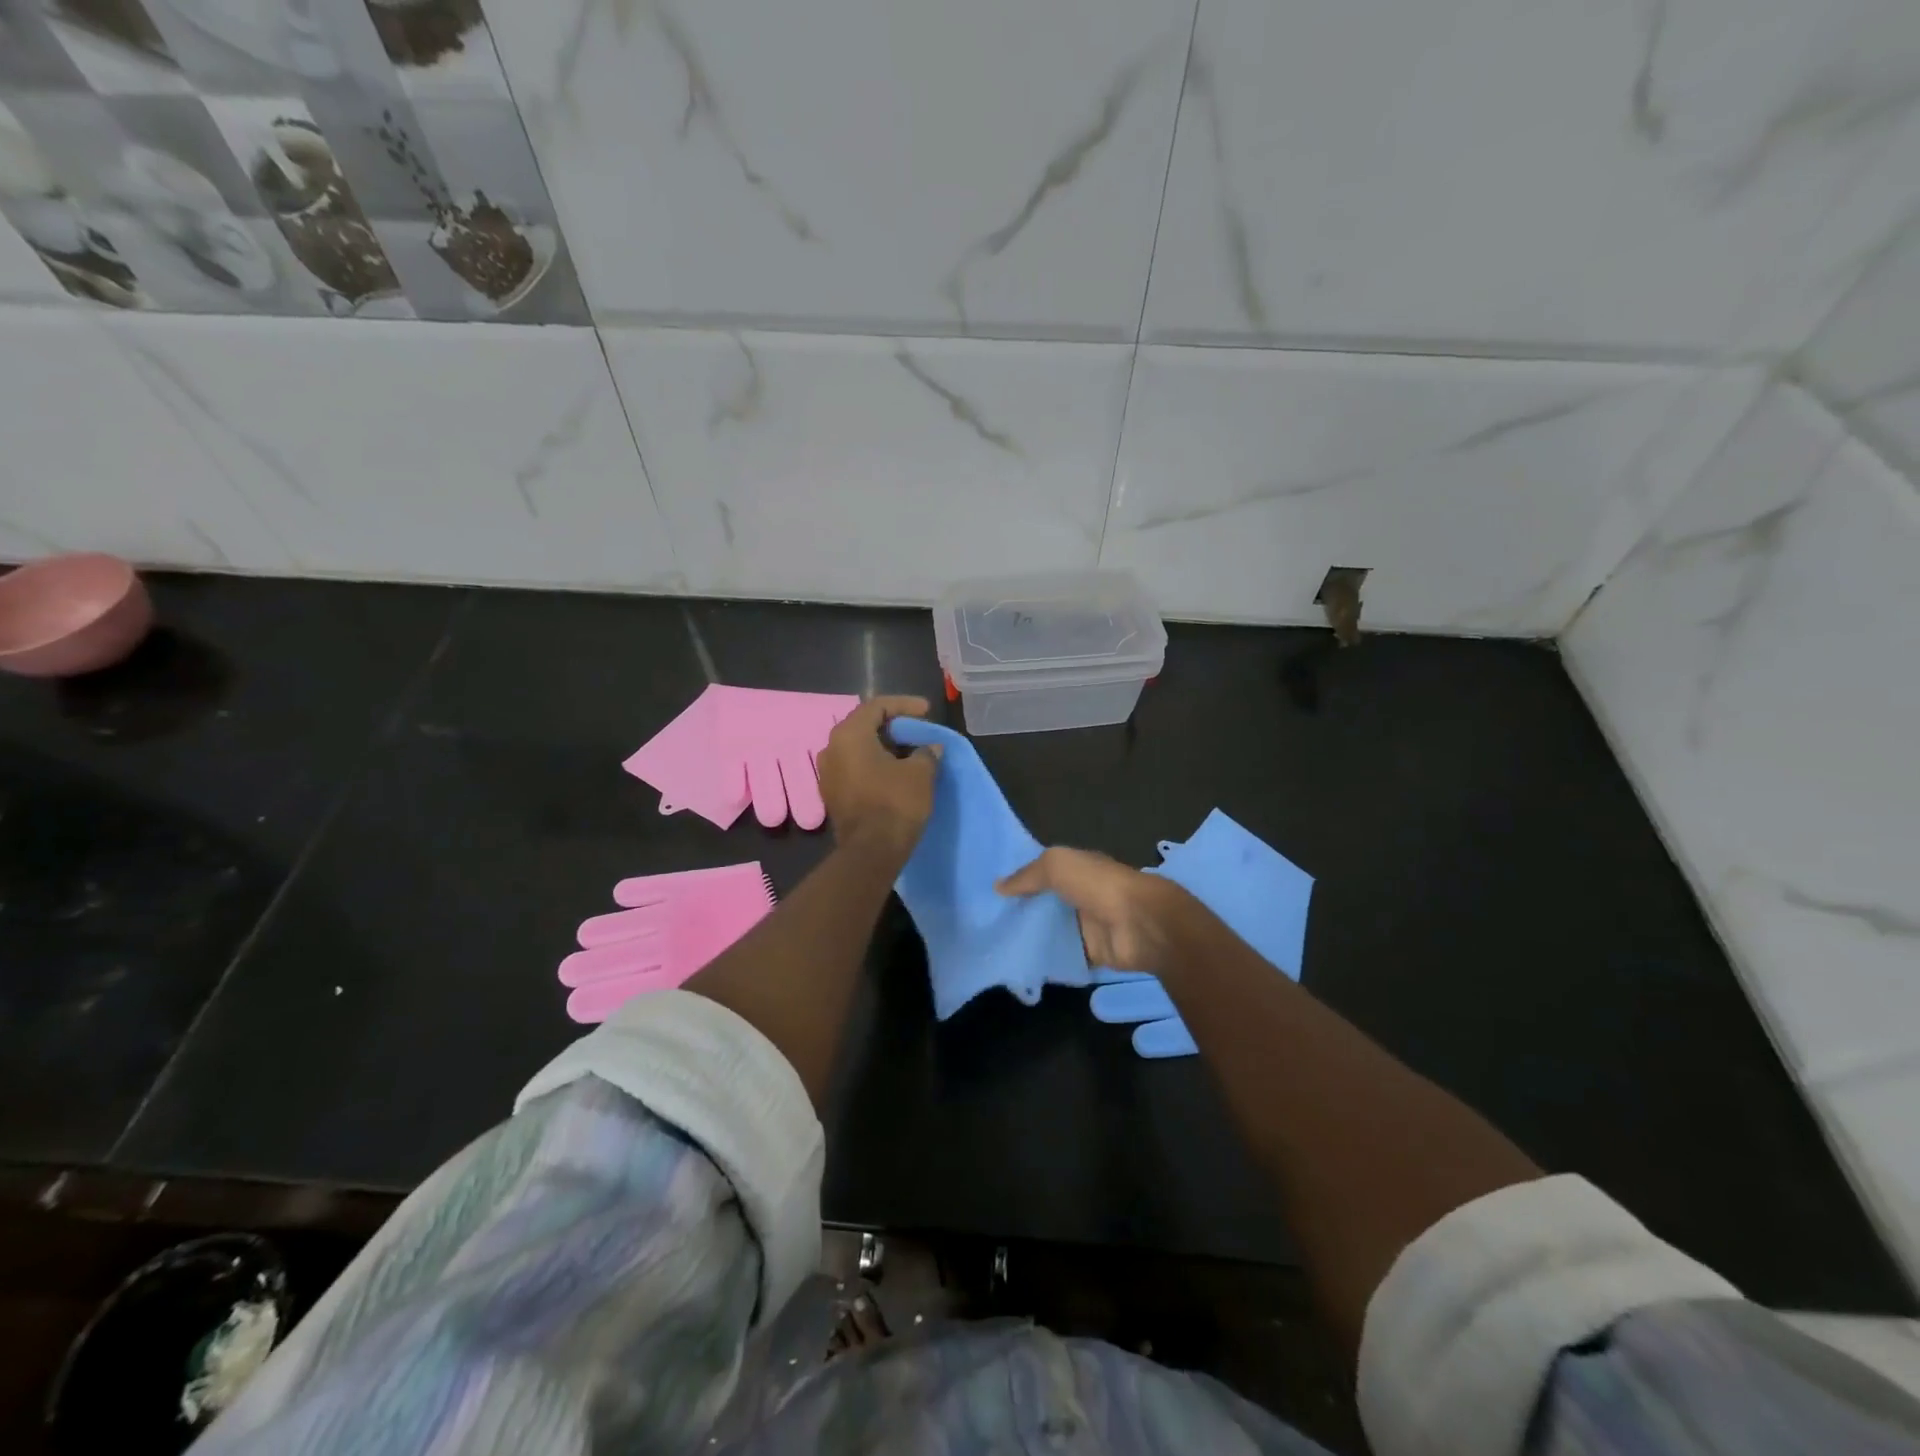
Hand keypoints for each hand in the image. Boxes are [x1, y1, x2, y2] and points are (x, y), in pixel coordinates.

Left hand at [817, 696, 941, 853]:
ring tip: (911, 753)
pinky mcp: (832, 795)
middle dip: (894, 727)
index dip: (904, 705)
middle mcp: (831, 749)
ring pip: (859, 749)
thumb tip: (930, 748)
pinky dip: (875, 765)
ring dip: (884, 747)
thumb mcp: (921, 773)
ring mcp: (827, 773)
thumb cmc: (895, 803)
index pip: (877, 706)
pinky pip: (855, 768)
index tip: (926, 711)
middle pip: (864, 726)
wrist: (871, 852)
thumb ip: (926, 752)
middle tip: (918, 731)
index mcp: (849, 735)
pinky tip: (896, 773)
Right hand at [997, 847, 1192, 974]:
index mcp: (1077, 869)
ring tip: (996, 945)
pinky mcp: (1093, 953)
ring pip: (1053, 930)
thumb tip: (998, 887)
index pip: (1043, 872)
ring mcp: (1088, 925)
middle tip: (986, 922)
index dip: (1020, 879)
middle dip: (1021, 910)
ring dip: (1032, 937)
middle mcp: (1082, 894)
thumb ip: (1027, 876)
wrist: (1139, 924)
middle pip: (1046, 903)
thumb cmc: (1097, 885)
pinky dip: (1048, 961)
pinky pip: (1065, 956)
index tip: (990, 891)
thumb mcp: (1056, 865)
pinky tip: (1021, 965)